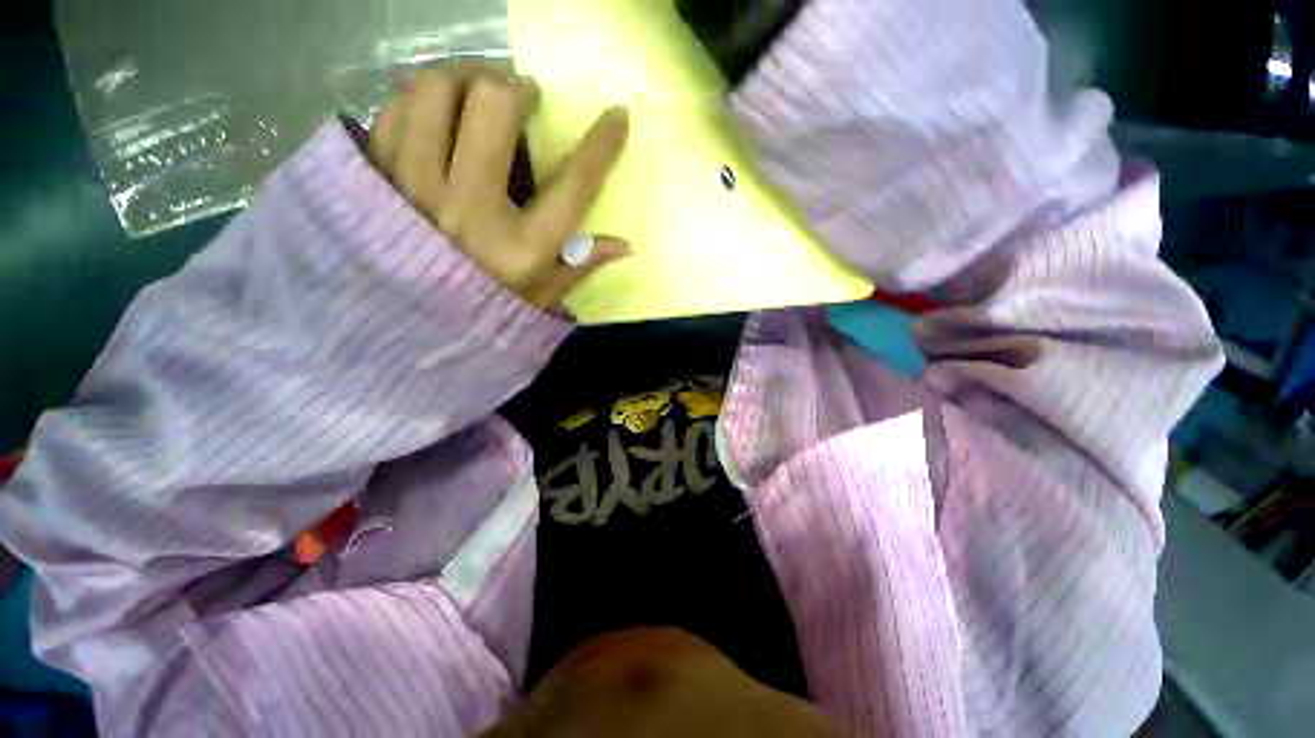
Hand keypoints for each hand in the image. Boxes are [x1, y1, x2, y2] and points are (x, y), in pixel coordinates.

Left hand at [367, 65, 630, 309]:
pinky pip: (394, 109)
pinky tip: (435, 114)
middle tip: (522, 94)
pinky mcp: (374, 177)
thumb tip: (624, 245)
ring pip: (433, 91)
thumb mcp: (540, 299)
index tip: (617, 115)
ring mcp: (413, 187)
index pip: (572, 184)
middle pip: (492, 108)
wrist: (400, 332)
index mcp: (520, 248)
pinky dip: (420, 100)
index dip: (601, 145)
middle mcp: (468, 209)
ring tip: (476, 93)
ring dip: (463, 79)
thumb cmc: (483, 315)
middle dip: (514, 88)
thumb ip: (579, 266)